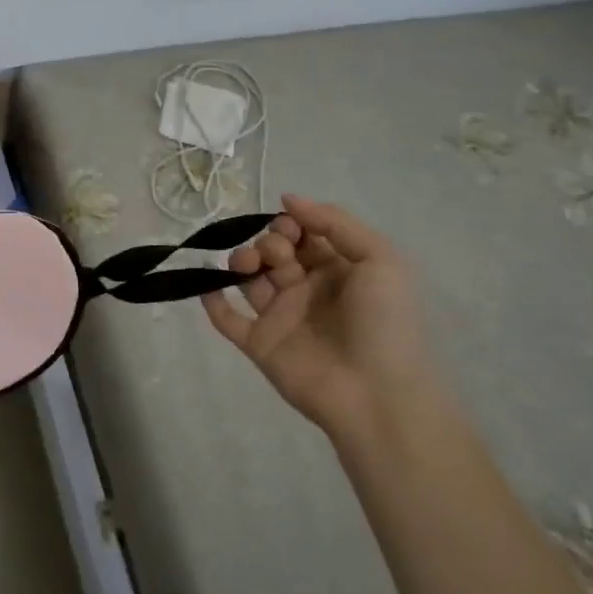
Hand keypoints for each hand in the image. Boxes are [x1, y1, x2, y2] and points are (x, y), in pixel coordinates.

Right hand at [200, 195, 426, 442]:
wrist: (377, 394)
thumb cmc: (383, 322)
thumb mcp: (379, 259)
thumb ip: (335, 222)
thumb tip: (288, 199)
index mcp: (337, 270)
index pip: (304, 235)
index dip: (291, 224)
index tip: (290, 228)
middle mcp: (307, 290)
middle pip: (273, 252)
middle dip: (268, 241)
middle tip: (278, 254)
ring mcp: (281, 318)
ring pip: (249, 279)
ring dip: (241, 261)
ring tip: (248, 266)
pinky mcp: (260, 345)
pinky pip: (227, 320)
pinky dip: (212, 301)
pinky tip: (209, 285)